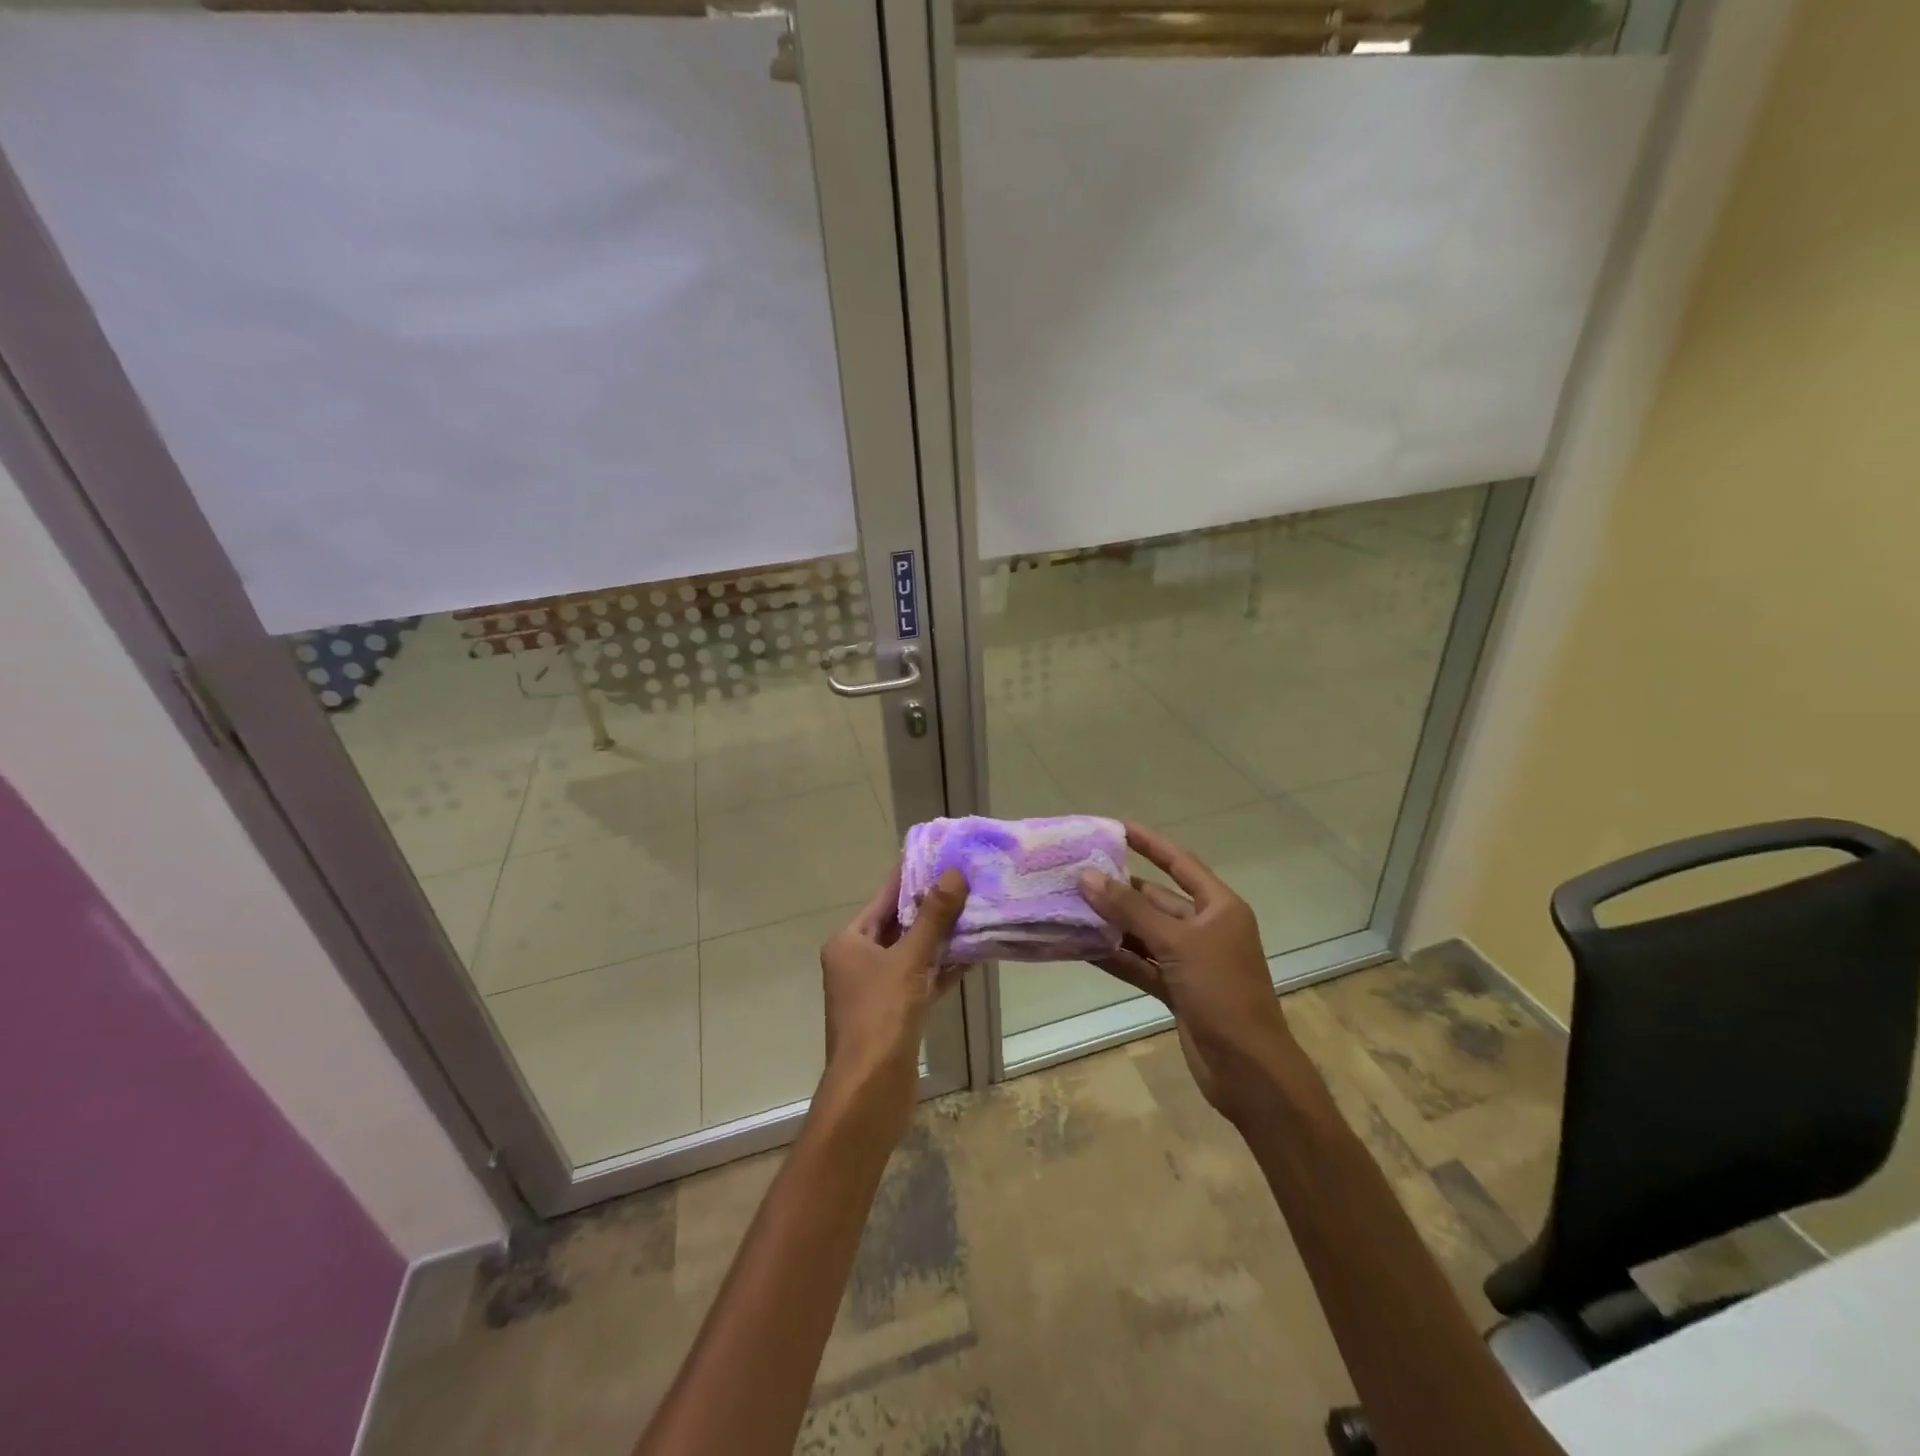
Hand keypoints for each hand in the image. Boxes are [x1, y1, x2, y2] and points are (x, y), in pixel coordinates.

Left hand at [816, 865, 969, 1146]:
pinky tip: (972, 955)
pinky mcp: (896, 1014)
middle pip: (899, 924)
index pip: (884, 898)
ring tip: (976, 911)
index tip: (939, 855)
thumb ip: (933, 917)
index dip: (911, 876)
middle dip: (931, 906)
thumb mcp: (909, 960)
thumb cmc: (881, 1016)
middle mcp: (858, 962)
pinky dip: (942, 968)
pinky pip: (921, 980)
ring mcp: (876, 990)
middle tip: (967, 880)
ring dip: (941, 938)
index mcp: (849, 943)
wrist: (870, 1091)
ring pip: (913, 953)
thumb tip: (953, 874)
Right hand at [1077, 822, 1297, 1121]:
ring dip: (1113, 924)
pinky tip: (1084, 948)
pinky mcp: (1177, 990)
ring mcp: (1191, 962)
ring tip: (1072, 907)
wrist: (1248, 1070)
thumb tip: (1087, 877)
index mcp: (1219, 908)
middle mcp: (1206, 929)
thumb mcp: (1176, 943)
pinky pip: (1141, 964)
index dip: (1150, 844)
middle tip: (1078, 874)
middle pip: (1157, 900)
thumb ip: (1130, 910)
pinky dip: (1116, 956)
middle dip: (1120, 889)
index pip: (1180, 864)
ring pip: (1145, 933)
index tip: (1117, 828)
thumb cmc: (1222, 993)